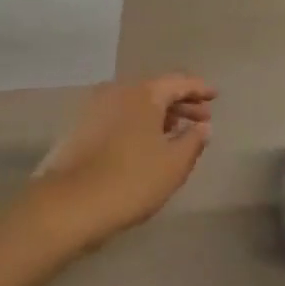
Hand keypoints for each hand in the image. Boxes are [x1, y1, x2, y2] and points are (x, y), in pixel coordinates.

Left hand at [30, 75, 216, 251]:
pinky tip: (145, 143)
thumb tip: (202, 126)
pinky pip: (119, 115)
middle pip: (155, 90)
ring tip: (176, 132)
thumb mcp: (173, 164)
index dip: (199, 88)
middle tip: (202, 118)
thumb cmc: (130, 180)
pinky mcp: (80, 126)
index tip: (215, 95)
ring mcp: (94, 106)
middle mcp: (117, 90)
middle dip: (181, 103)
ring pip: (135, 103)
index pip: (178, 82)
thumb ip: (193, 141)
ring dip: (158, 114)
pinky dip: (137, 123)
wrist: (69, 203)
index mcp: (143, 92)